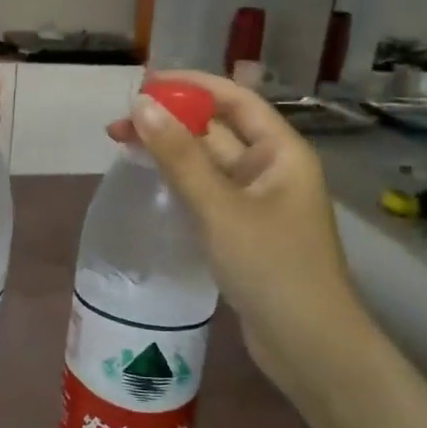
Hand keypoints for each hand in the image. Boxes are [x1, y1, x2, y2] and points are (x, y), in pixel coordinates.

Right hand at [108, 71, 367, 386]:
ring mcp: (257, 203)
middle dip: (172, 121)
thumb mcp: (220, 207)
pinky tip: (151, 182)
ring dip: (172, 151)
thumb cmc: (272, 267)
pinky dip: (180, 182)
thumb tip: (141, 106)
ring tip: (124, 146)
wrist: (308, 344)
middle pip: (218, 130)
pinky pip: (208, 193)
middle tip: (119, 124)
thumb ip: (179, 156)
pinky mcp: (243, 231)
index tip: (144, 83)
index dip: (192, 85)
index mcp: (281, 152)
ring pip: (209, 164)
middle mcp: (272, 170)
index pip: (235, 100)